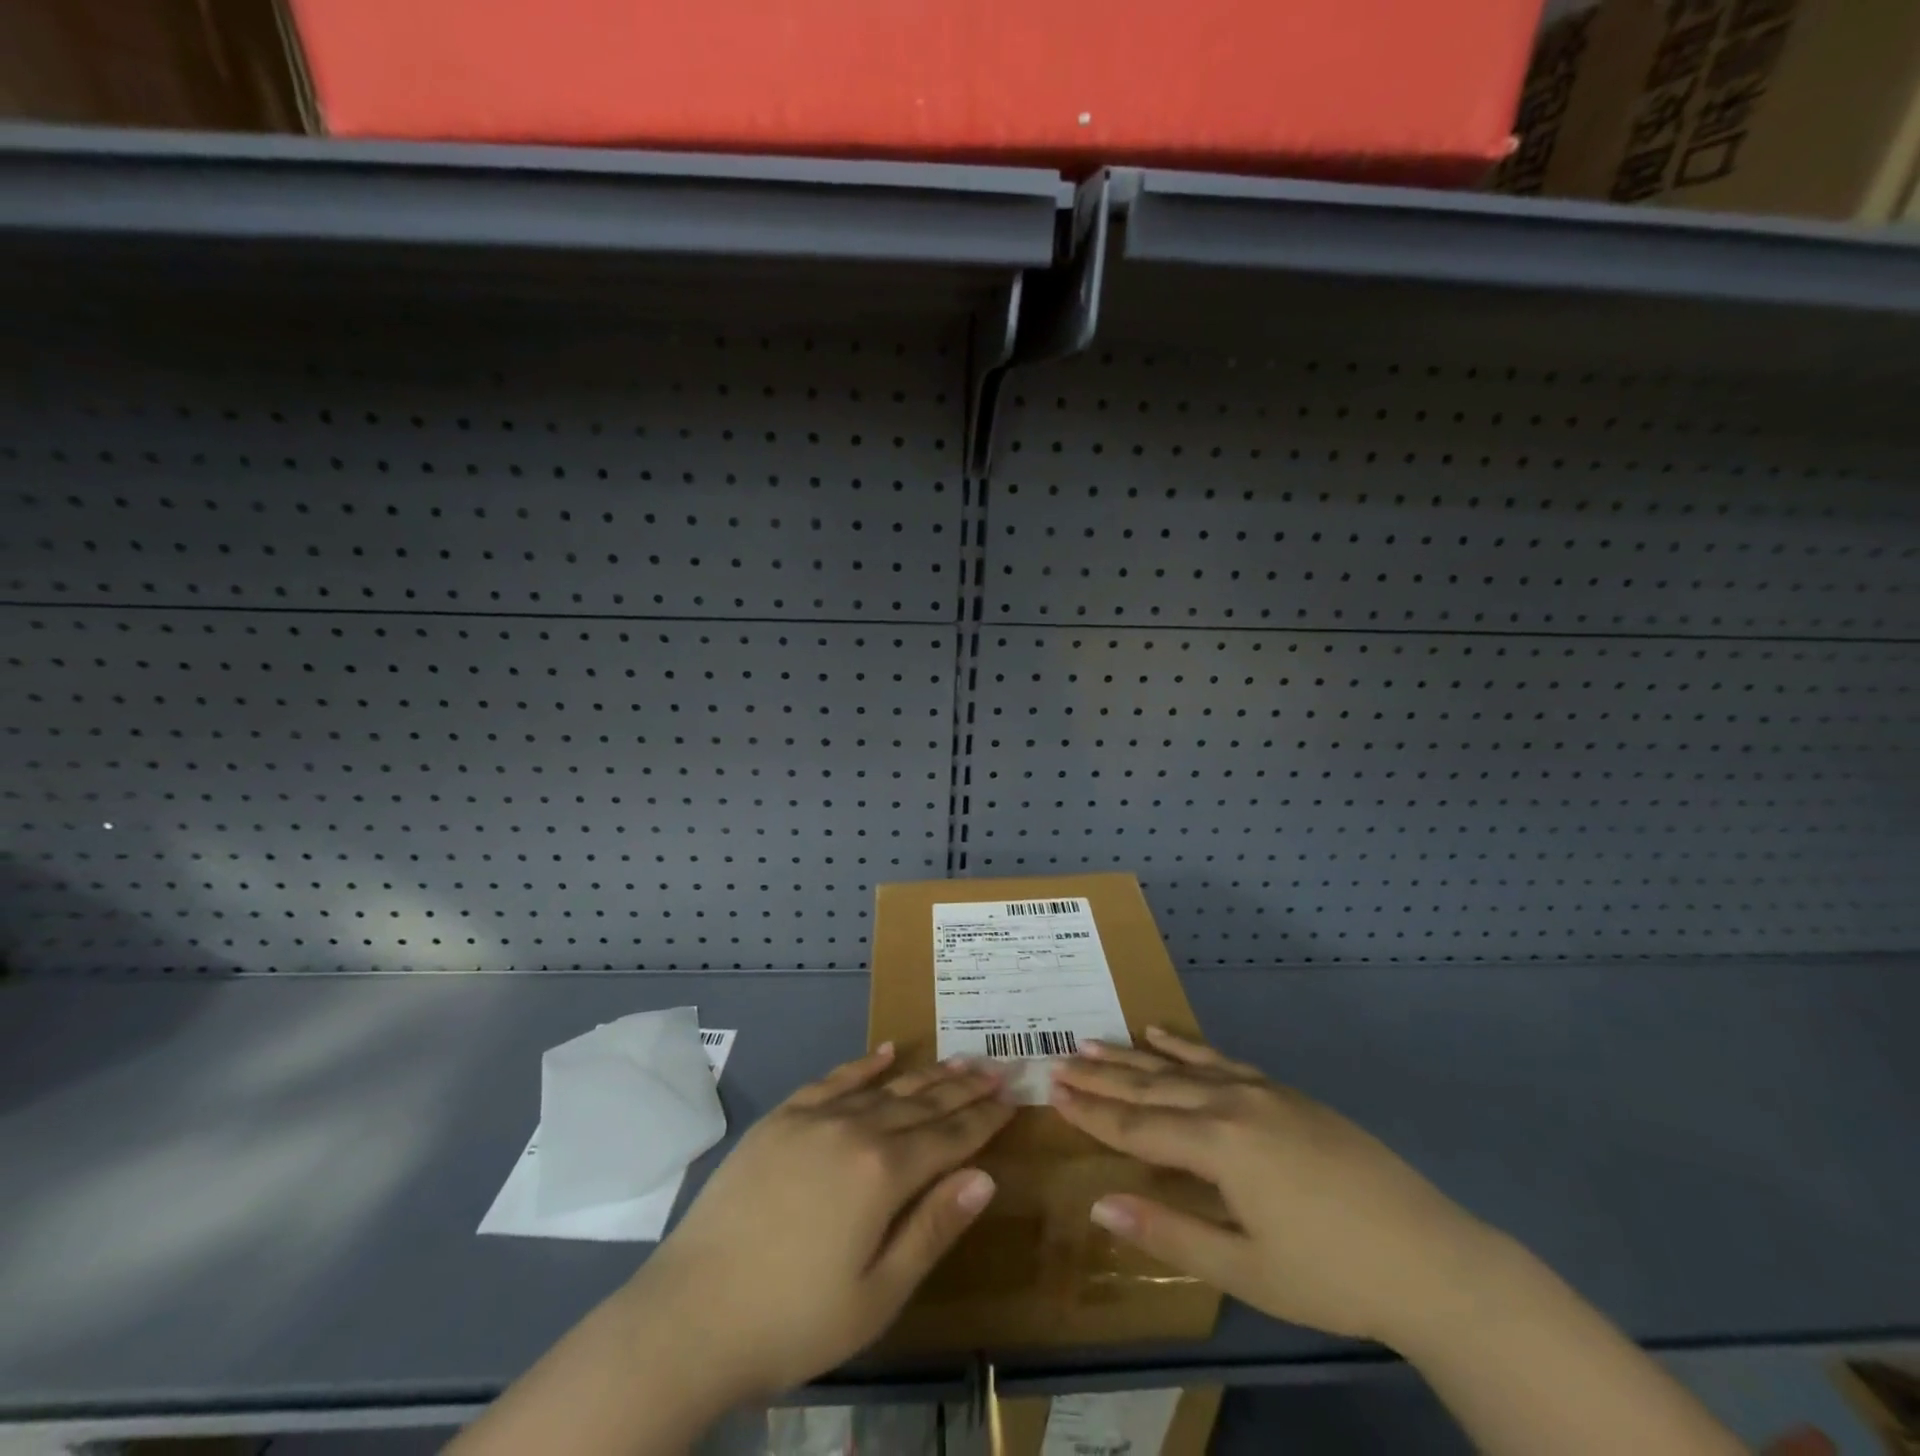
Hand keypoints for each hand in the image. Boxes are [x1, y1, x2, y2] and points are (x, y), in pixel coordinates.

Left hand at [633, 1044, 1013, 1400]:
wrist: (691, 1316)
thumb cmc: (794, 1320)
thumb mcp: (878, 1294)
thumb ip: (934, 1228)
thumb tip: (986, 1177)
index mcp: (884, 1173)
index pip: (949, 1136)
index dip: (984, 1118)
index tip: (1012, 1096)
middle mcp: (855, 1130)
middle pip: (922, 1103)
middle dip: (963, 1087)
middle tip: (996, 1068)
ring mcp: (814, 1118)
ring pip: (884, 1087)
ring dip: (925, 1074)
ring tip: (957, 1059)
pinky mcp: (781, 1119)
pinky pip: (832, 1080)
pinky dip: (863, 1064)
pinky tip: (886, 1050)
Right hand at [1052, 1027, 1496, 1347]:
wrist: (1431, 1258)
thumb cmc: (1332, 1275)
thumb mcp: (1245, 1269)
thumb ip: (1168, 1231)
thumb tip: (1099, 1206)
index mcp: (1219, 1146)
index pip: (1138, 1126)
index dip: (1093, 1112)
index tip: (1052, 1090)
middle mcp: (1231, 1105)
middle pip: (1152, 1087)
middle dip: (1102, 1078)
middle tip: (1059, 1061)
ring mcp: (1260, 1092)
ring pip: (1181, 1067)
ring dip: (1133, 1056)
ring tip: (1092, 1041)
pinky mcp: (1283, 1092)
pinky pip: (1222, 1059)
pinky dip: (1185, 1046)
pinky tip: (1161, 1034)